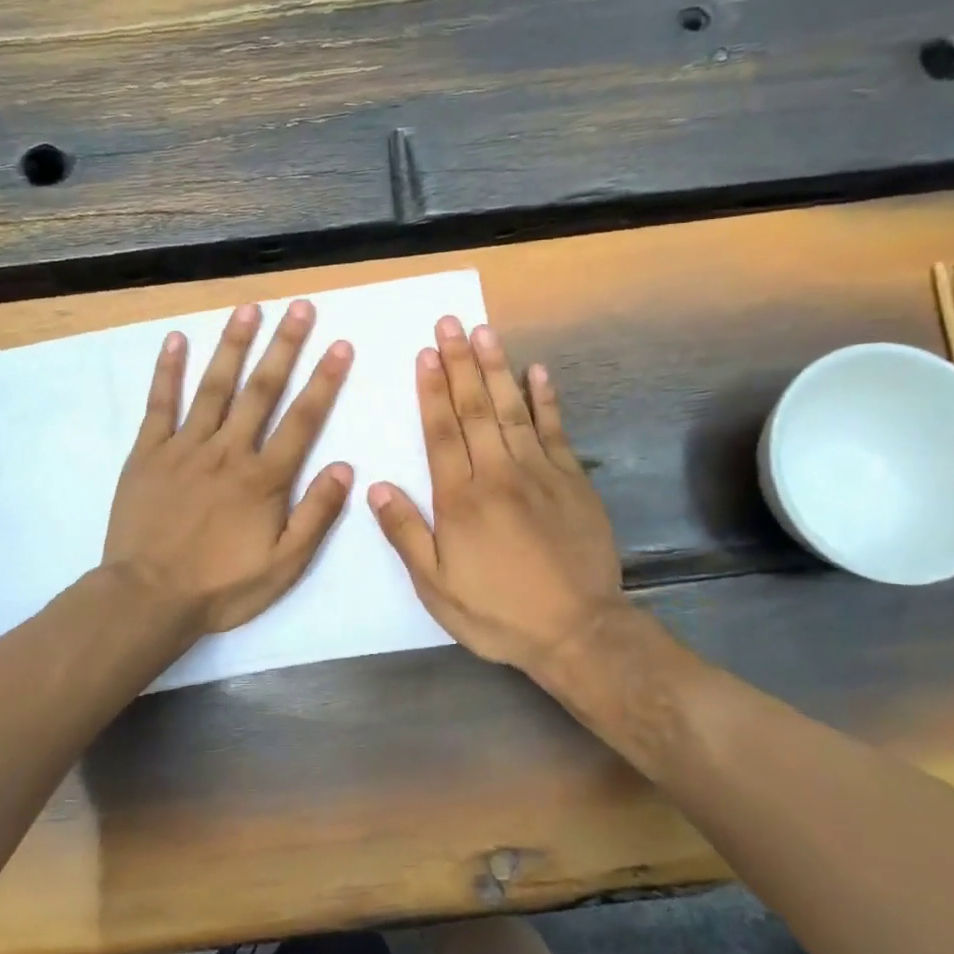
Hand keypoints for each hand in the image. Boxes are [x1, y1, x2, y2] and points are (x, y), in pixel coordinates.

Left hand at [105, 299, 354, 633]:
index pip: (302, 419)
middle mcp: (228, 451)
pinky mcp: (148, 453)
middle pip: (261, 390)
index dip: (324, 380)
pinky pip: (159, 404)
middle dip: (284, 346)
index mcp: (264, 478)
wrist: (148, 598)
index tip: (340, 344)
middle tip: (300, 307)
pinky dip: (167, 371)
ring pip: (214, 386)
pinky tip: (176, 339)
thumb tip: (346, 467)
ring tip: (249, 308)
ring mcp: (184, 447)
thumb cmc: (221, 586)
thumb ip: (316, 515)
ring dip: (233, 345)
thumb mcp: (284, 565)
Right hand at [368, 317, 625, 678]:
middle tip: (450, 324)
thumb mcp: (436, 587)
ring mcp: (539, 473)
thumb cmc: (498, 612)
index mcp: (460, 500)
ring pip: (512, 410)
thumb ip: (406, 533)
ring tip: (484, 332)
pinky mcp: (572, 480)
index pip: (441, 433)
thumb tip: (377, 486)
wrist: (577, 630)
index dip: (431, 391)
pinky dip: (546, 399)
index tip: (425, 354)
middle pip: (474, 410)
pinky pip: (556, 430)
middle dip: (460, 364)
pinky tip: (537, 372)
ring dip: (496, 369)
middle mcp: (497, 474)